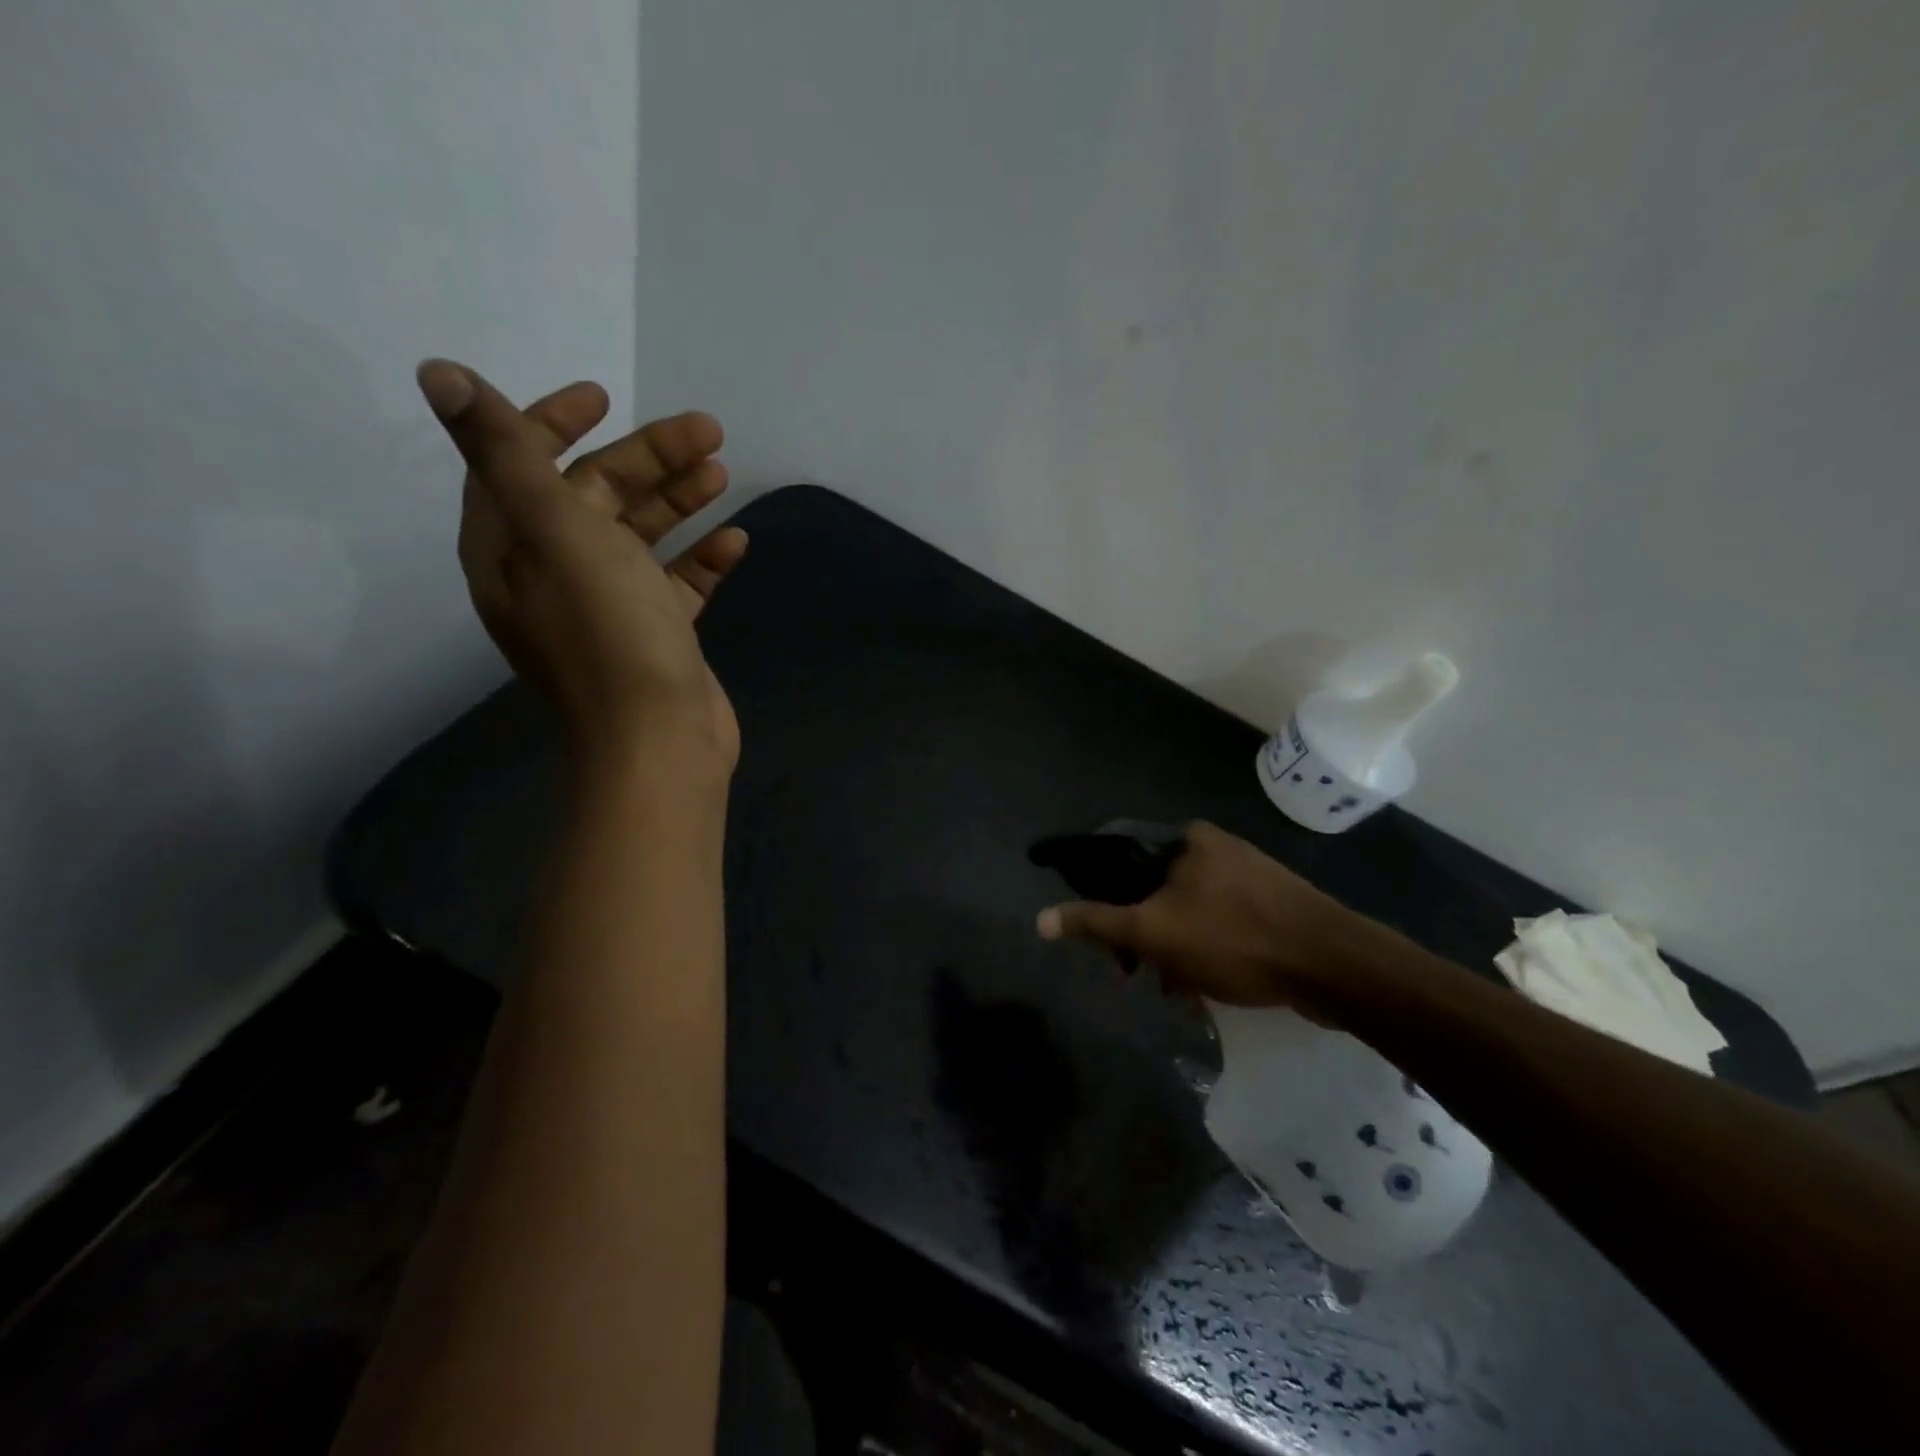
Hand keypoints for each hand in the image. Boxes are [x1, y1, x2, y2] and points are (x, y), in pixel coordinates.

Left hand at [418, 359, 746, 778]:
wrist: (660, 740)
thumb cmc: (609, 633)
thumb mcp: (557, 534)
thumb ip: (507, 454)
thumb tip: (440, 372)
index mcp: (512, 550)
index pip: (518, 465)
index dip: (553, 422)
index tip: (604, 397)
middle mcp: (553, 575)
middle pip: (594, 496)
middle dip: (647, 459)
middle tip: (707, 433)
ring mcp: (609, 608)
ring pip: (641, 536)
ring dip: (679, 501)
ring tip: (722, 472)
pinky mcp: (656, 634)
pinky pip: (676, 582)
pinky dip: (702, 559)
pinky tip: (736, 542)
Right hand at [1036, 821, 1370, 1007]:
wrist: (1335, 967)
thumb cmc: (1234, 940)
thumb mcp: (1154, 933)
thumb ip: (1096, 923)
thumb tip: (1040, 919)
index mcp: (1184, 840)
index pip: (1117, 851)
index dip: (1092, 885)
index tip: (1087, 923)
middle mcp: (1211, 848)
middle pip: (1149, 886)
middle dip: (1137, 931)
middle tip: (1130, 969)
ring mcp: (1243, 875)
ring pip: (1182, 909)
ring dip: (1168, 948)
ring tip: (1172, 988)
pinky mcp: (1267, 904)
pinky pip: (1214, 922)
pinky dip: (1199, 950)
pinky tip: (1201, 988)